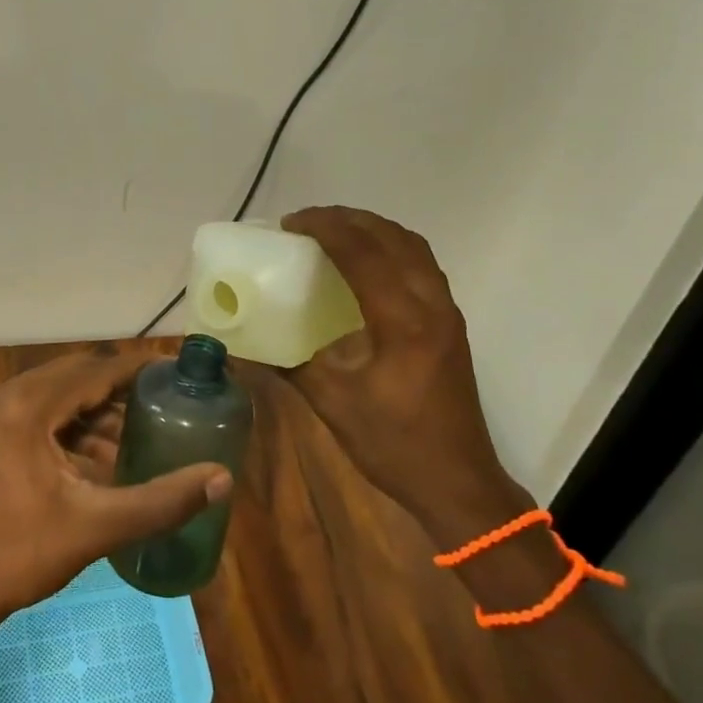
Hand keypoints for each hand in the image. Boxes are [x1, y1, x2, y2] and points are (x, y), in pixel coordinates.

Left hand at [0, 343, 232, 617]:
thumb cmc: (25, 554)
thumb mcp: (98, 526)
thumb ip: (162, 501)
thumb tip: (222, 478)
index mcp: (26, 407)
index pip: (94, 371)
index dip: (138, 369)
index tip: (177, 370)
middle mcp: (9, 396)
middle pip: (79, 375)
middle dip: (122, 388)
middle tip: (166, 400)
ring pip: (64, 392)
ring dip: (101, 408)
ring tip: (143, 430)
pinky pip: (48, 409)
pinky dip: (79, 423)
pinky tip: (108, 454)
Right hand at [276, 206, 529, 544]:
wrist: (458, 483)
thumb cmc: (394, 445)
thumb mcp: (332, 405)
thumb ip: (289, 365)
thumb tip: (244, 346)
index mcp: (402, 323)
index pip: (363, 253)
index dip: (325, 228)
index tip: (290, 223)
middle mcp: (431, 305)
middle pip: (392, 238)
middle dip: (348, 219)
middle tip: (307, 222)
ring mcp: (447, 312)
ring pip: (413, 246)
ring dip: (373, 229)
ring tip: (335, 231)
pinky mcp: (451, 323)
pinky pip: (422, 264)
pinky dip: (392, 247)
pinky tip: (367, 263)